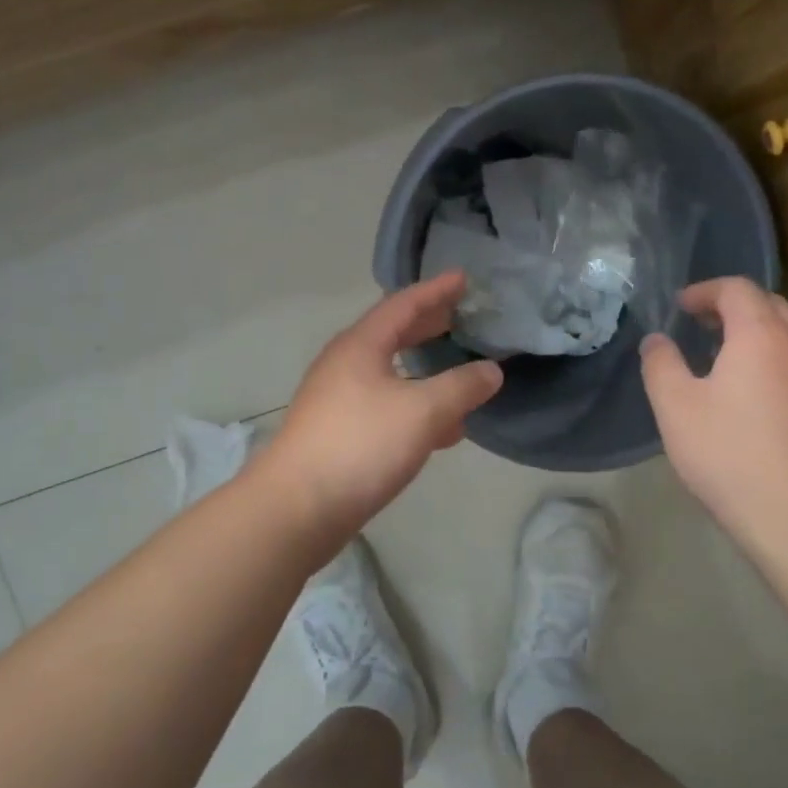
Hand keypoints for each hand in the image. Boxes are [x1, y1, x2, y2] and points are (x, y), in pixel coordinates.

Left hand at [257, 271, 502, 555]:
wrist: (296, 508)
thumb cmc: (360, 446)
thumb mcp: (422, 412)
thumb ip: (461, 388)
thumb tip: (491, 371)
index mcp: (361, 345)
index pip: (403, 304)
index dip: (436, 290)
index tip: (463, 278)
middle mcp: (345, 364)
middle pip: (393, 333)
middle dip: (429, 324)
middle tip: (462, 316)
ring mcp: (337, 398)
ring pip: (390, 371)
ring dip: (424, 367)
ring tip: (457, 368)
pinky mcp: (338, 431)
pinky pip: (384, 404)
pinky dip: (415, 404)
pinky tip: (440, 428)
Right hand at [640, 278, 787, 547]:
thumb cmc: (733, 456)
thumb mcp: (676, 409)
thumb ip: (660, 365)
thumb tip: (656, 340)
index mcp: (761, 335)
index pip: (737, 289)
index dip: (705, 290)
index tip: (680, 308)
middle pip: (770, 305)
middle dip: (733, 307)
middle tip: (702, 326)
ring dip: (758, 333)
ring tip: (726, 360)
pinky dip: (777, 360)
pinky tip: (757, 397)